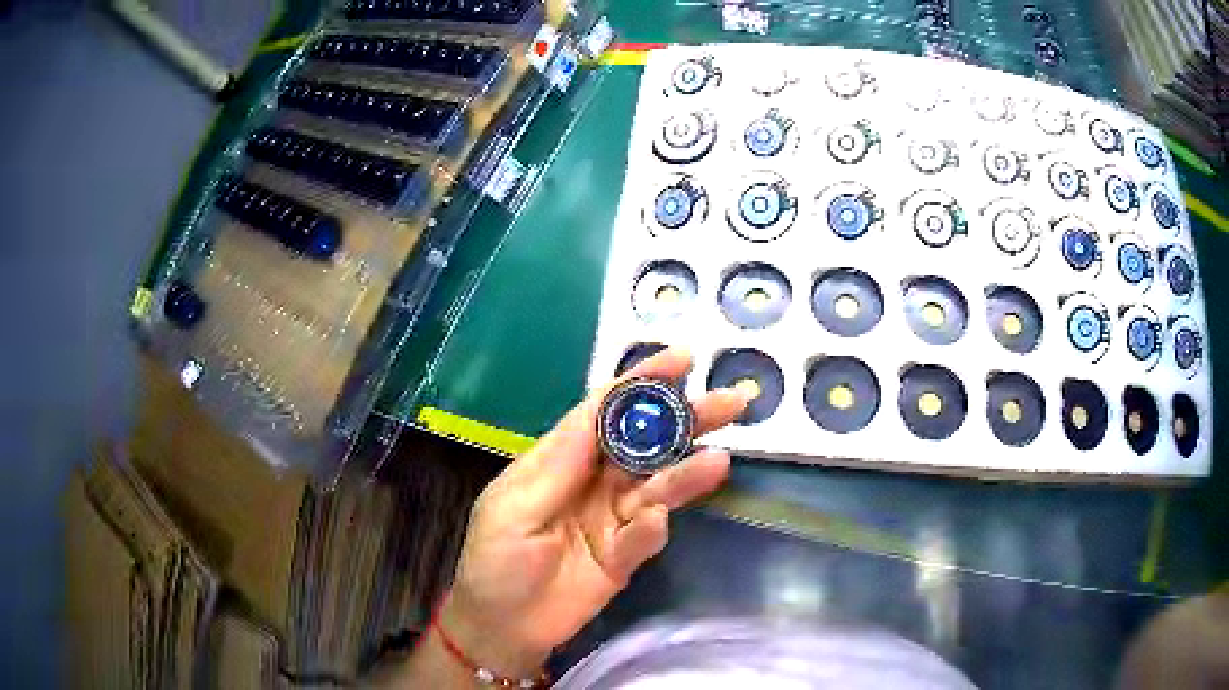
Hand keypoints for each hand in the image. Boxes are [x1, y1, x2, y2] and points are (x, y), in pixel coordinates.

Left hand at [438, 347, 748, 676]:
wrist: (504, 627)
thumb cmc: (495, 562)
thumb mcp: (513, 509)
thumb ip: (558, 466)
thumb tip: (601, 414)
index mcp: (561, 460)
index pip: (604, 411)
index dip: (641, 383)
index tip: (683, 359)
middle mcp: (595, 482)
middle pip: (645, 443)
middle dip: (685, 420)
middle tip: (730, 403)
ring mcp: (613, 518)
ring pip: (657, 487)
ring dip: (686, 474)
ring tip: (718, 462)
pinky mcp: (626, 554)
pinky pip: (646, 536)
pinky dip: (654, 529)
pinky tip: (656, 523)